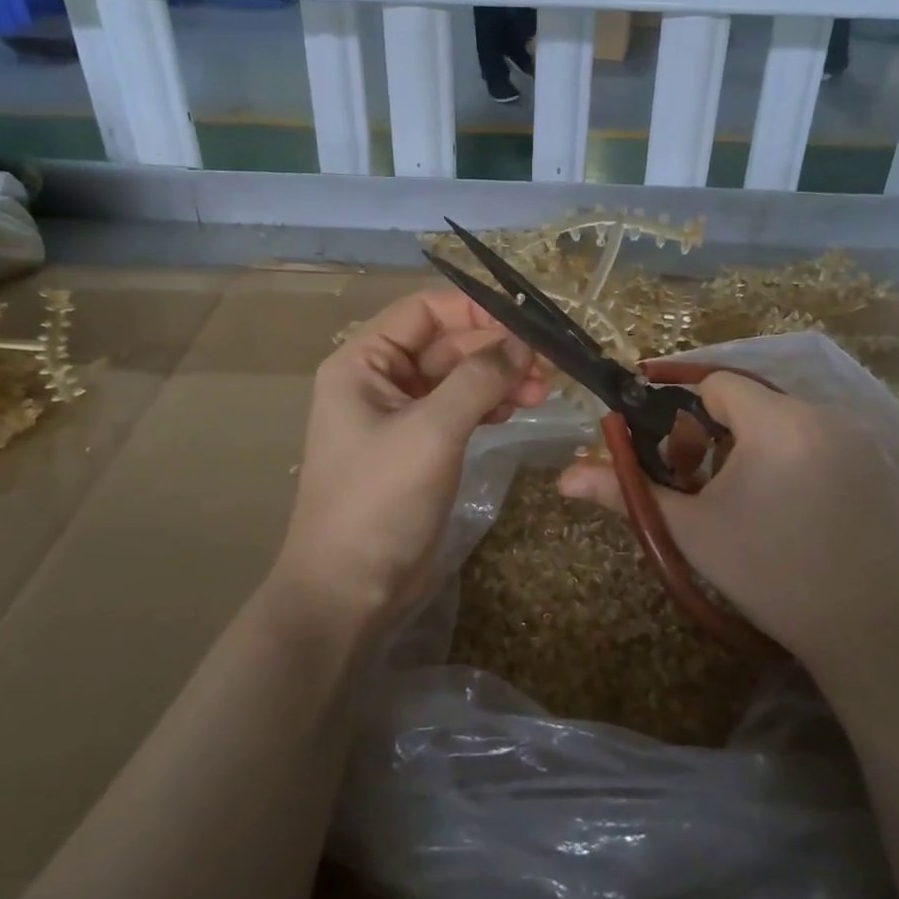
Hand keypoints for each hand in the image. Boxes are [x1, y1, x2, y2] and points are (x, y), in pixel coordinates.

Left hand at [271, 290, 549, 640]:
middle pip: (446, 344)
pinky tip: (516, 412)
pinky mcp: (420, 447)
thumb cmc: (380, 500)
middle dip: (495, 351)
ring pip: (458, 378)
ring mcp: (400, 415)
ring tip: (541, 393)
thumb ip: (478, 379)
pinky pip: (459, 410)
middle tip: (548, 366)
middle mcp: (379, 380)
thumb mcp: (431, 432)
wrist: (351, 589)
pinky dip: (489, 406)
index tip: (526, 323)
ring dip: (498, 379)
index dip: (475, 309)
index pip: (424, 311)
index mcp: (363, 362)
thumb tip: (523, 344)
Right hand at [558, 372, 898, 670]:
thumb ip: (627, 492)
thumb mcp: (690, 531)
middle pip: (753, 402)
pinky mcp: (883, 464)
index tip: (679, 457)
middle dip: (723, 435)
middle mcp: (825, 414)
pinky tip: (801, 511)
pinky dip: (801, 459)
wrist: (865, 629)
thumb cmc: (767, 574)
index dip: (687, 414)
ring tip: (757, 503)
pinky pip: (825, 441)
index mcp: (777, 422)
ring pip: (789, 421)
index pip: (717, 384)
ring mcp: (862, 439)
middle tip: (712, 488)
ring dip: (762, 446)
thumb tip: (564, 476)